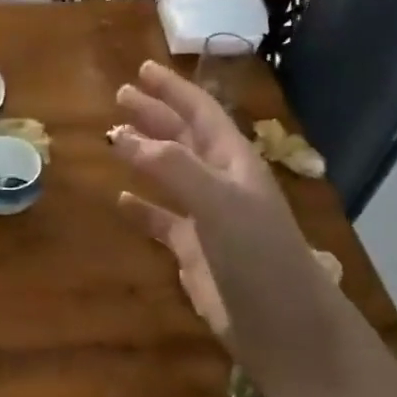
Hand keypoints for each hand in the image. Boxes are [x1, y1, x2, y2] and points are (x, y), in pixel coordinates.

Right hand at [111, 61, 333, 355]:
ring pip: (170, 174)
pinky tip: (120, 200)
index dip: (173, 90)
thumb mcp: (218, 202)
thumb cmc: (258, 254)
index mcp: (234, 162)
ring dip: (144, 155)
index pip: (200, 113)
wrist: (283, 326)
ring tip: (113, 138)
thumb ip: (171, 166)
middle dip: (155, 115)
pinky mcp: (193, 250)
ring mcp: (207, 216)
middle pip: (183, 137)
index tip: (142, 70)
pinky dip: (141, 207)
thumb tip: (121, 136)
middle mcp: (221, 182)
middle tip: (119, 96)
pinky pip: (161, 219)